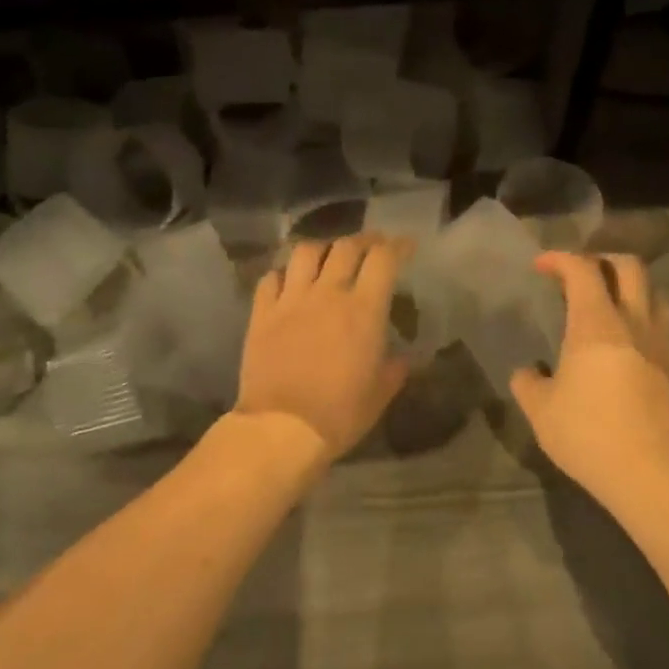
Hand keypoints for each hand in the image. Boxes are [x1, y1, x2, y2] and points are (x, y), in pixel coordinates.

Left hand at [236, 234, 411, 468]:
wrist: (281, 427)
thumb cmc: (339, 413)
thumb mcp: (380, 394)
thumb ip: (395, 369)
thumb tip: (403, 358)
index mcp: (363, 310)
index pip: (383, 259)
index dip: (397, 246)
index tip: (406, 246)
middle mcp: (328, 293)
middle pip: (346, 246)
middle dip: (364, 241)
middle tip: (371, 247)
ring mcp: (291, 300)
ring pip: (305, 252)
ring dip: (322, 248)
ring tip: (328, 257)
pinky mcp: (262, 313)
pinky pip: (270, 278)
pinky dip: (284, 273)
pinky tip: (289, 282)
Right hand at [510, 253, 668, 500]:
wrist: (652, 474)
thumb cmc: (588, 434)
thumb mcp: (540, 411)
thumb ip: (528, 383)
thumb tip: (527, 373)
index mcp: (596, 325)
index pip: (582, 271)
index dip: (560, 259)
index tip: (541, 266)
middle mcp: (633, 324)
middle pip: (630, 268)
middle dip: (603, 260)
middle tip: (580, 274)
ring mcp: (659, 346)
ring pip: (655, 294)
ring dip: (632, 287)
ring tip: (609, 303)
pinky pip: (661, 326)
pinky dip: (643, 318)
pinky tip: (626, 343)